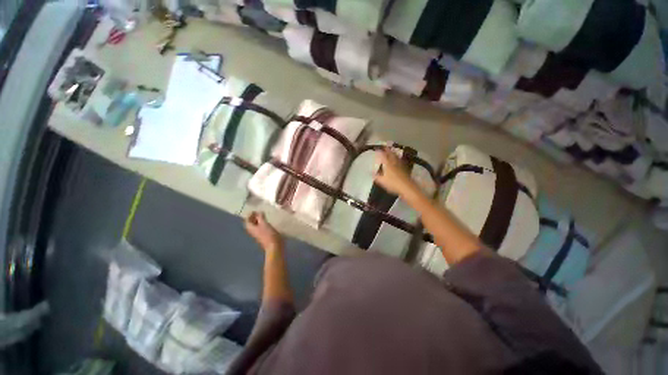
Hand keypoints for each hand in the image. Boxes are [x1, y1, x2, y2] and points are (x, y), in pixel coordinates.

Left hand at [245, 212, 282, 252]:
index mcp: (251, 228)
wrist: (274, 246)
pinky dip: (262, 224)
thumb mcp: (264, 224)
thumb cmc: (268, 234)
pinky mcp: (264, 236)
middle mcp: (253, 231)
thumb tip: (259, 212)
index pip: (247, 220)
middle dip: (253, 217)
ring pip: (256, 226)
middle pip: (250, 223)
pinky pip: (261, 228)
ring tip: (263, 216)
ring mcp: (258, 234)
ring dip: (258, 220)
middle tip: (259, 212)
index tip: (255, 210)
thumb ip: (260, 217)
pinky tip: (267, 222)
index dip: (249, 215)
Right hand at [374, 148, 418, 196]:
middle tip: (385, 147)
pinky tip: (398, 159)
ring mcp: (400, 164)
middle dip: (387, 150)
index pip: (383, 155)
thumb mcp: (382, 181)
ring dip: (393, 153)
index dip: (379, 152)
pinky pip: (400, 160)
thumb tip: (371, 173)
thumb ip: (376, 176)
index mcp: (387, 164)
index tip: (376, 149)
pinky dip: (398, 158)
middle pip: (391, 154)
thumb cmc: (393, 183)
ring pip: (396, 156)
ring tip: (391, 150)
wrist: (407, 187)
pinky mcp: (405, 168)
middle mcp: (394, 162)